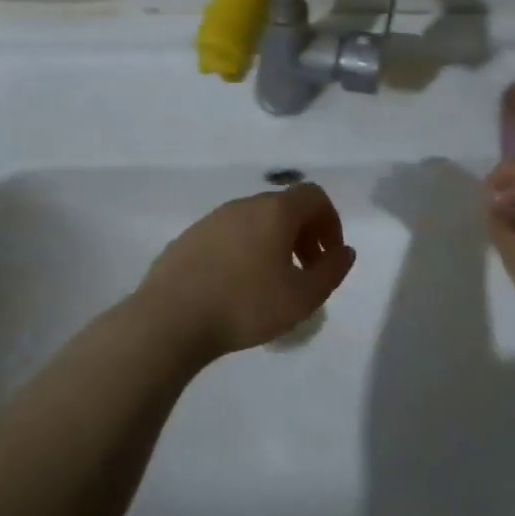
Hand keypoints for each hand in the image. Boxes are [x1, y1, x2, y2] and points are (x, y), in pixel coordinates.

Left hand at [135, 183, 355, 360]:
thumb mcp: (303, 297)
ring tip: (272, 283)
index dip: (330, 223)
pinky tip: (236, 287)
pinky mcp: (188, 239)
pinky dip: (243, 251)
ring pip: (254, 221)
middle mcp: (243, 205)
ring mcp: (211, 220)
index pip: (313, 196)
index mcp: (274, 211)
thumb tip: (344, 252)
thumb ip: (331, 271)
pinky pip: (228, 236)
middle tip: (306, 272)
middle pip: (283, 207)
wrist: (170, 319)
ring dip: (272, 244)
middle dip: (303, 235)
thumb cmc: (246, 305)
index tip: (328, 257)